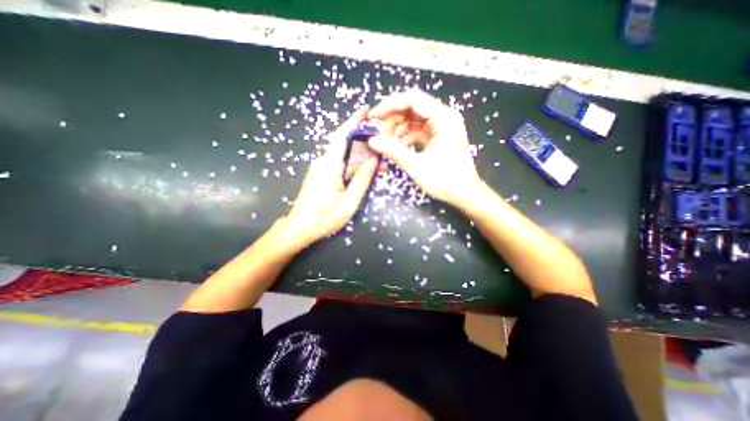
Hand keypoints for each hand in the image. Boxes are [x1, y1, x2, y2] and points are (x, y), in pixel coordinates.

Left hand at [283, 107, 381, 248]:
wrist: (299, 227)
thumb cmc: (325, 217)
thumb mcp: (349, 202)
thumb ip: (362, 180)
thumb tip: (374, 160)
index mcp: (330, 165)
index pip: (342, 136)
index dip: (354, 121)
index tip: (366, 110)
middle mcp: (324, 161)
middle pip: (344, 142)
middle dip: (362, 137)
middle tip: (381, 137)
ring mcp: (321, 167)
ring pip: (342, 153)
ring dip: (360, 152)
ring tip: (378, 157)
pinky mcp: (321, 174)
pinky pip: (339, 162)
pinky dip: (352, 161)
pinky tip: (364, 167)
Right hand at [368, 89, 482, 206]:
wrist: (464, 194)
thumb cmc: (444, 180)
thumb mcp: (416, 165)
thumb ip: (393, 151)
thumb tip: (372, 141)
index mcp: (443, 118)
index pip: (412, 100)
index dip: (390, 105)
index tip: (373, 117)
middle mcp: (443, 117)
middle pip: (412, 108)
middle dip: (393, 118)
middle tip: (378, 133)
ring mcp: (442, 127)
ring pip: (414, 120)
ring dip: (398, 128)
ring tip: (386, 141)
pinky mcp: (439, 137)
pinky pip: (418, 131)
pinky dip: (406, 137)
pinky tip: (397, 147)